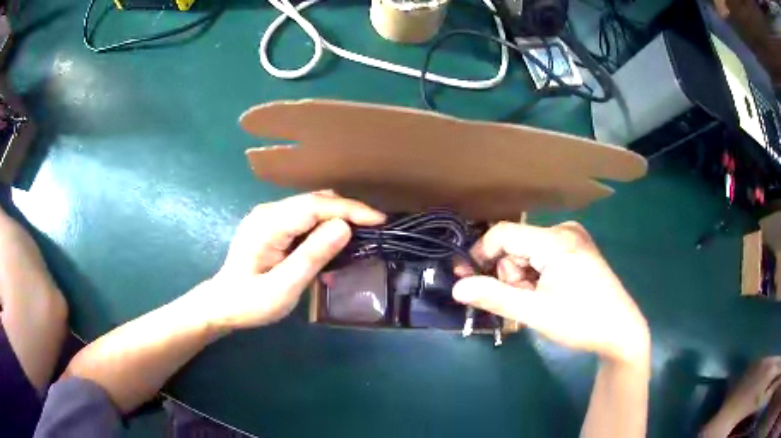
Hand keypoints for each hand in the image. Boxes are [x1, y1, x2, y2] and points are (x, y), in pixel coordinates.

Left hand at [193, 191, 384, 330]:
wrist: (222, 305)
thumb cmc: (250, 303)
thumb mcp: (283, 288)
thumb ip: (311, 256)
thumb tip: (344, 227)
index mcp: (268, 224)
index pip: (315, 206)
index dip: (350, 209)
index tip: (379, 220)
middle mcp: (268, 211)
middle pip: (315, 201)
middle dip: (348, 211)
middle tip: (374, 231)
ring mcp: (268, 216)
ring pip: (312, 206)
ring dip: (338, 217)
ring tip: (360, 236)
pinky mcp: (271, 224)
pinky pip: (304, 216)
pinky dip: (324, 224)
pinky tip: (334, 241)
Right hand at [453, 221, 648, 365]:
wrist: (620, 332)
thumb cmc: (581, 322)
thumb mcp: (535, 313)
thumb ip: (494, 297)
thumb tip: (457, 287)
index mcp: (555, 240)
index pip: (503, 234)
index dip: (480, 255)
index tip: (469, 281)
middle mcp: (564, 230)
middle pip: (516, 245)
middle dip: (510, 275)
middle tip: (523, 302)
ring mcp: (573, 239)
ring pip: (528, 252)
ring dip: (523, 278)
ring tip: (538, 302)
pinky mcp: (577, 249)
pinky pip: (542, 255)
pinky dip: (536, 275)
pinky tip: (548, 294)